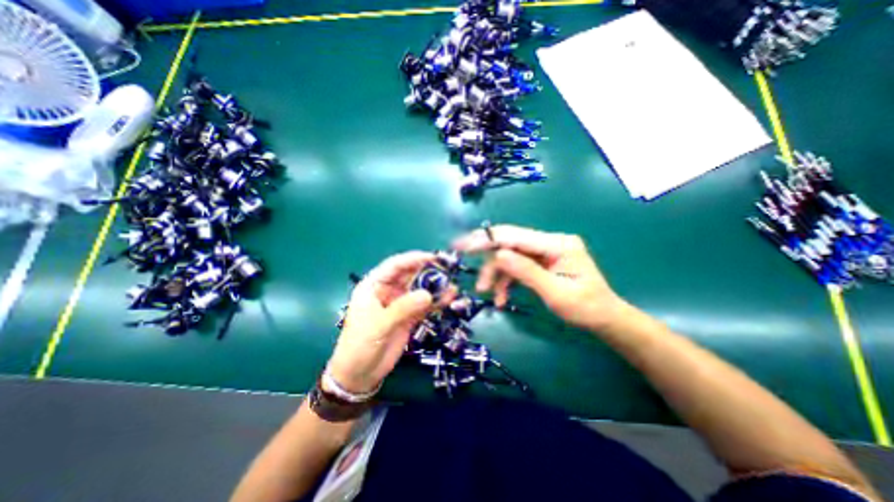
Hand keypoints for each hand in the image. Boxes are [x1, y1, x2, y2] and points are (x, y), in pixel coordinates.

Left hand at [327, 252, 440, 393]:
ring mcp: (400, 304)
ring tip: (452, 286)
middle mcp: (388, 291)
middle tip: (448, 271)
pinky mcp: (409, 317)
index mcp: (374, 285)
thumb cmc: (360, 345)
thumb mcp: (379, 324)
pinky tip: (449, 299)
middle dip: (428, 272)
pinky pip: (425, 306)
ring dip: (435, 287)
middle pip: (410, 275)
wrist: (360, 375)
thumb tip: (428, 294)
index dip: (413, 258)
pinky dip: (436, 302)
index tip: (433, 257)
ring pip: (420, 290)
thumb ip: (403, 308)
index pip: (395, 265)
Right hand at [456, 226, 623, 331]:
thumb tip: (498, 255)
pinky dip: (506, 280)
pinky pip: (517, 266)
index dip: (487, 239)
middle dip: (488, 256)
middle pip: (510, 243)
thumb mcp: (555, 293)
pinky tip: (501, 297)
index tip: (463, 244)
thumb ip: (527, 272)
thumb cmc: (585, 308)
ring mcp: (544, 251)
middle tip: (465, 259)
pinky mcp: (540, 261)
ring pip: (510, 256)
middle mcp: (549, 242)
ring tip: (487, 293)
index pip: (515, 236)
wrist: (604, 318)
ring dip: (496, 273)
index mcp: (557, 244)